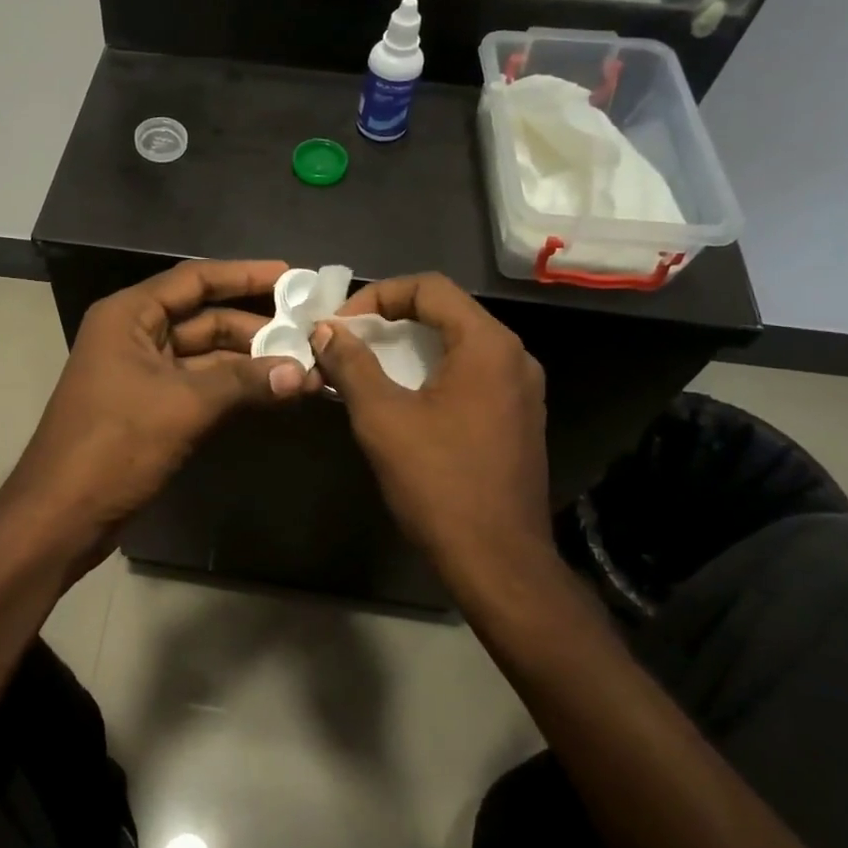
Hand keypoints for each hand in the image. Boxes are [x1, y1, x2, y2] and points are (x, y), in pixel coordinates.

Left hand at [4, 260, 309, 573]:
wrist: (61, 515)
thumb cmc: (114, 444)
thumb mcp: (183, 405)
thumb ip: (244, 383)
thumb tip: (303, 373)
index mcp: (129, 316)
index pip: (195, 280)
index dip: (244, 275)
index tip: (292, 276)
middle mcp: (134, 335)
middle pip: (204, 318)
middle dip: (256, 327)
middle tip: (309, 334)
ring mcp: (141, 373)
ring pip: (206, 356)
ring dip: (250, 363)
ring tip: (304, 368)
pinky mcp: (150, 407)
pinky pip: (200, 386)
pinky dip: (234, 389)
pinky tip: (274, 394)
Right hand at [308, 274, 555, 593]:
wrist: (498, 561)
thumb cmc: (439, 483)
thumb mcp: (383, 418)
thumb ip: (352, 365)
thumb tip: (326, 331)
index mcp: (487, 345)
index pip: (429, 287)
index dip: (377, 296)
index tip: (340, 326)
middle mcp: (513, 356)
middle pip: (446, 312)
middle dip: (391, 319)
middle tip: (348, 341)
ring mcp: (521, 389)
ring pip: (458, 344)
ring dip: (410, 346)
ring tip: (367, 365)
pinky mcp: (518, 418)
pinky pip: (471, 374)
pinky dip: (432, 371)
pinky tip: (402, 396)